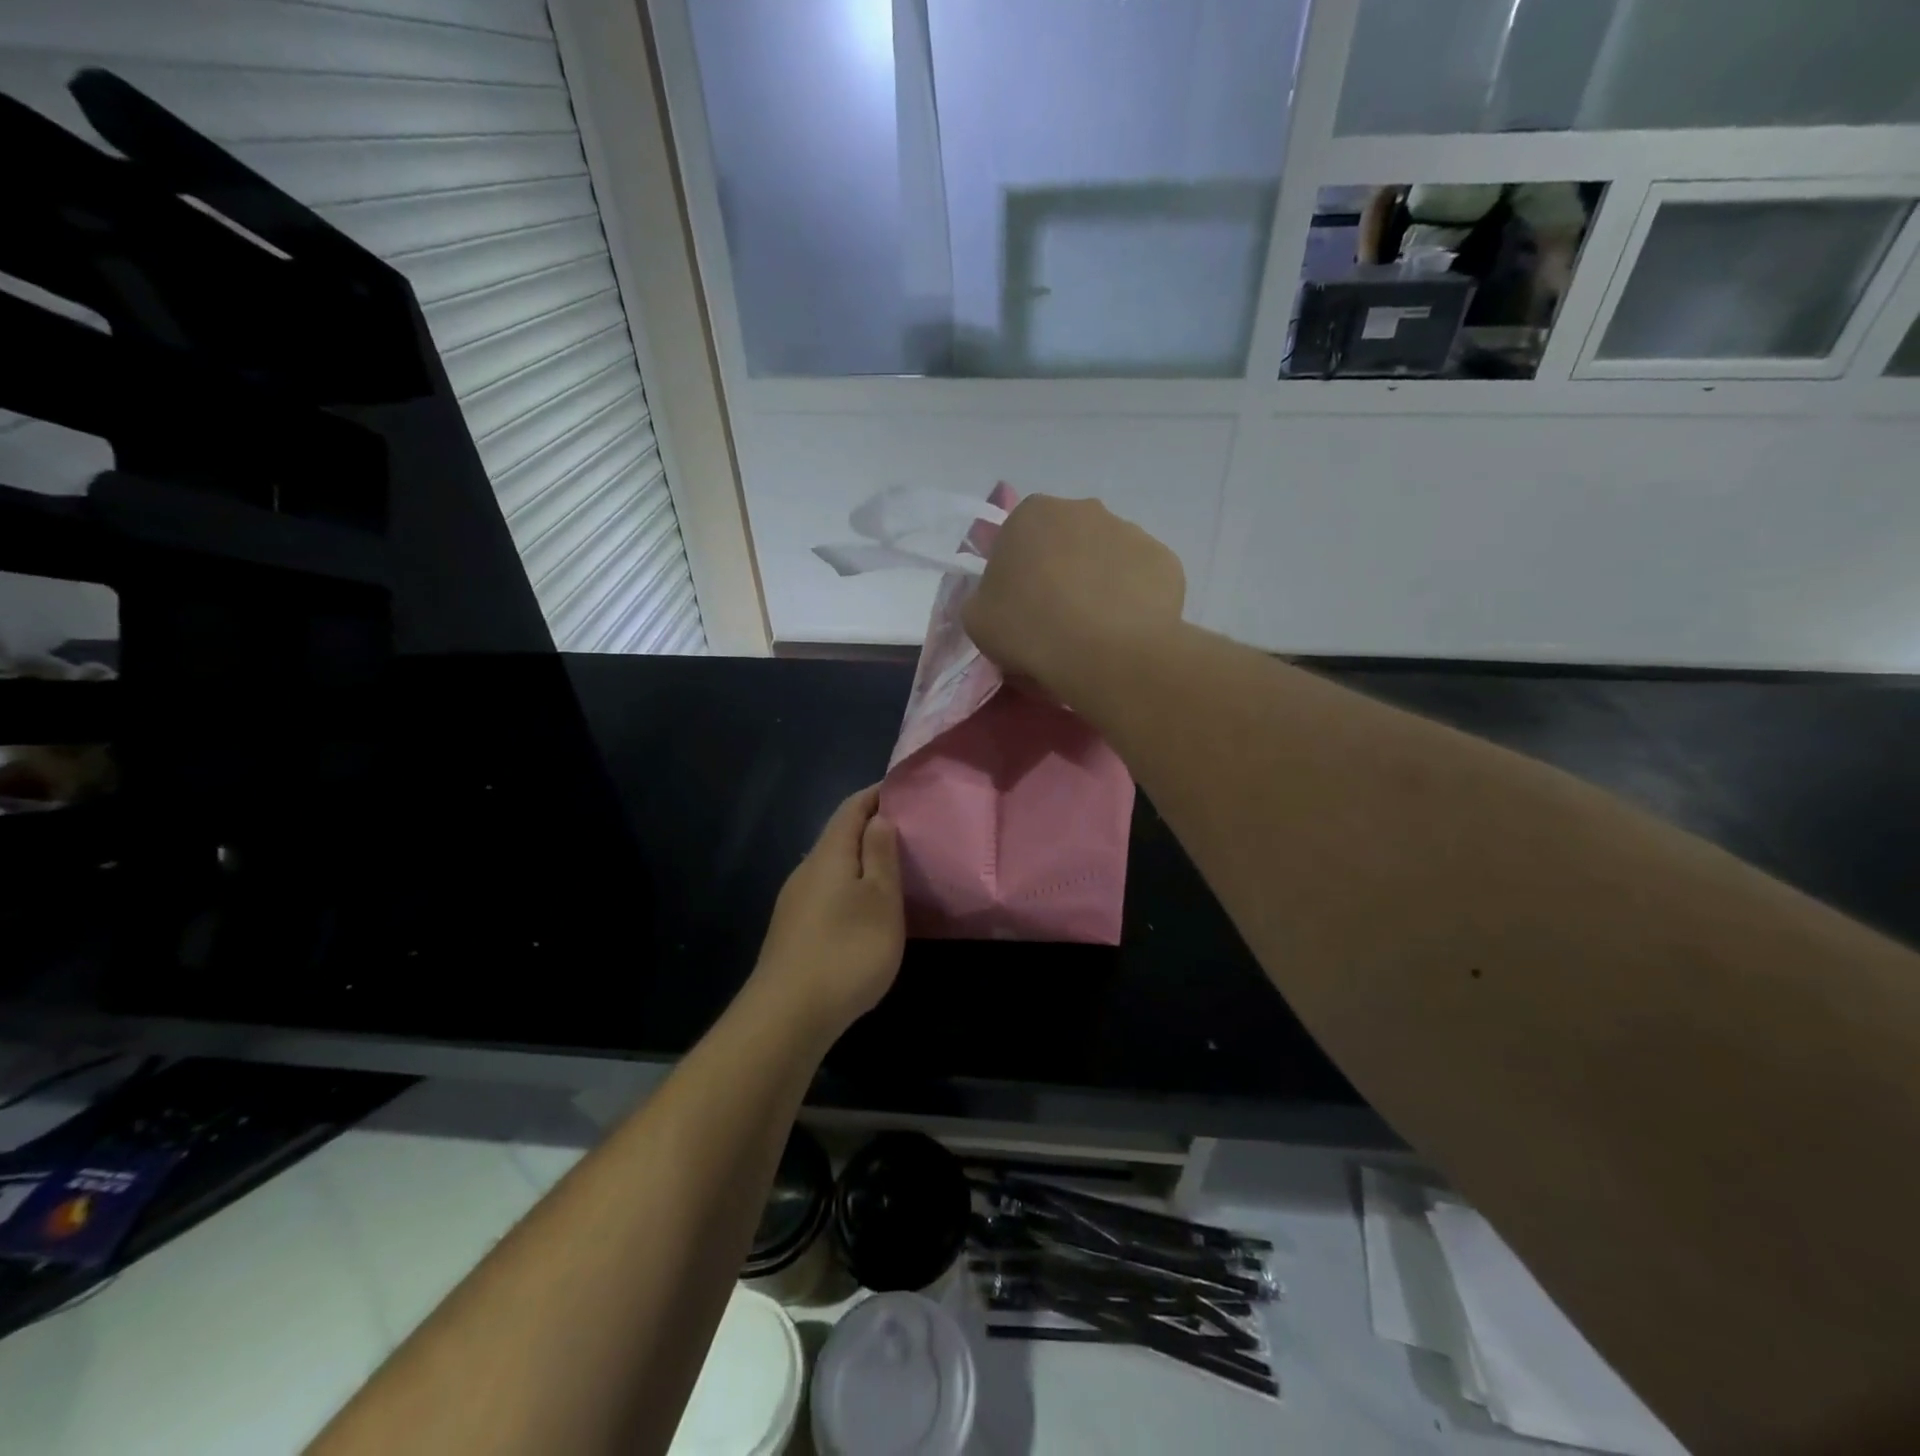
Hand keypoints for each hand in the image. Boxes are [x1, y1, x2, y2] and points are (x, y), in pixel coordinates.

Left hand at [750, 786, 904, 1044]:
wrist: (787, 1015)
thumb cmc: (847, 950)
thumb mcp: (881, 899)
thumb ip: (881, 854)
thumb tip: (879, 817)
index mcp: (829, 854)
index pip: (852, 808)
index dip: (877, 795)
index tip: (904, 791)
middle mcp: (806, 870)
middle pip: (839, 835)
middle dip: (871, 827)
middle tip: (908, 832)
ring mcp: (794, 902)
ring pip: (831, 866)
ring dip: (860, 860)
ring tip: (893, 869)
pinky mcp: (792, 931)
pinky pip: (825, 892)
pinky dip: (849, 887)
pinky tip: (864, 910)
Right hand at [963, 494, 1185, 706]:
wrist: (1105, 653)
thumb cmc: (1030, 628)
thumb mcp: (977, 619)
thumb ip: (984, 597)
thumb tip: (1002, 598)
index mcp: (1032, 513)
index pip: (1018, 538)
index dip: (1017, 574)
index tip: (1020, 607)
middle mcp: (1084, 509)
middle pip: (1066, 541)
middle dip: (1062, 571)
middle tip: (1057, 619)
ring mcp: (1131, 531)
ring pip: (1107, 558)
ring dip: (1099, 584)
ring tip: (1095, 631)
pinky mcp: (1165, 560)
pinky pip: (1141, 580)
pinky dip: (1133, 600)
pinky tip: (1125, 631)